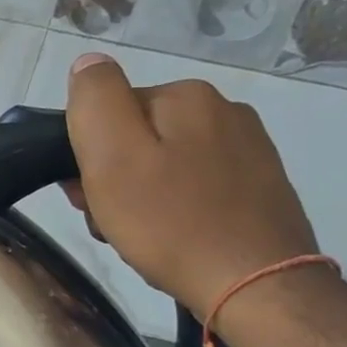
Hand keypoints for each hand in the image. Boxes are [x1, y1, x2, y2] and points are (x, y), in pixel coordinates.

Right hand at [62, 53, 317, 318]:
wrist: (254, 283)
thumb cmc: (168, 221)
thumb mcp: (112, 156)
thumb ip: (94, 100)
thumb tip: (88, 63)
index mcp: (184, 96)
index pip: (107, 112)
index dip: (86, 154)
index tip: (86, 194)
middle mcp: (222, 110)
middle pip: (137, 136)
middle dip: (112, 175)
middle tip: (109, 220)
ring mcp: (247, 147)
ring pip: (164, 162)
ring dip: (138, 194)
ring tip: (138, 234)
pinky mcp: (259, 184)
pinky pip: (194, 184)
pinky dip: (173, 207)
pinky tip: (173, 236)